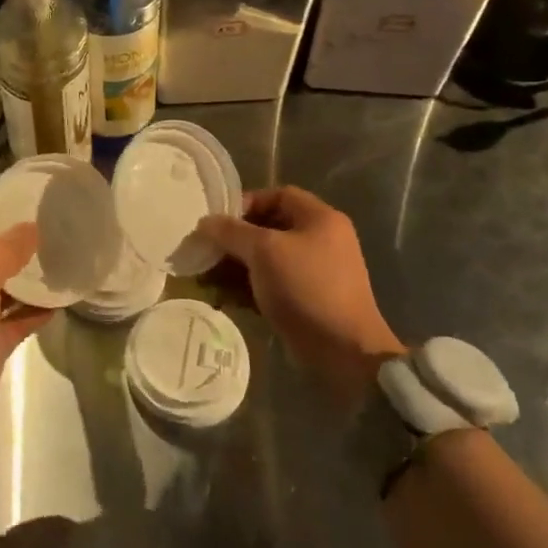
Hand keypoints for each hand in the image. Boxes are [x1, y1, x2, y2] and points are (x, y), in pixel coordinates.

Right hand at [200, 186, 403, 401]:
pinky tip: (220, 297)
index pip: (278, 195)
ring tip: (204, 276)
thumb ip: (231, 232)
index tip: (219, 220)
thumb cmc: (305, 287)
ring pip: (265, 260)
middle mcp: (320, 241)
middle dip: (234, 239)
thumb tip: (205, 223)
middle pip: (268, 229)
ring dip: (234, 266)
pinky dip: (246, 288)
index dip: (246, 202)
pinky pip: (269, 285)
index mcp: (320, 219)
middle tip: (205, 250)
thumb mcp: (264, 251)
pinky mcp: (305, 301)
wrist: (343, 352)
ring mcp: (313, 273)